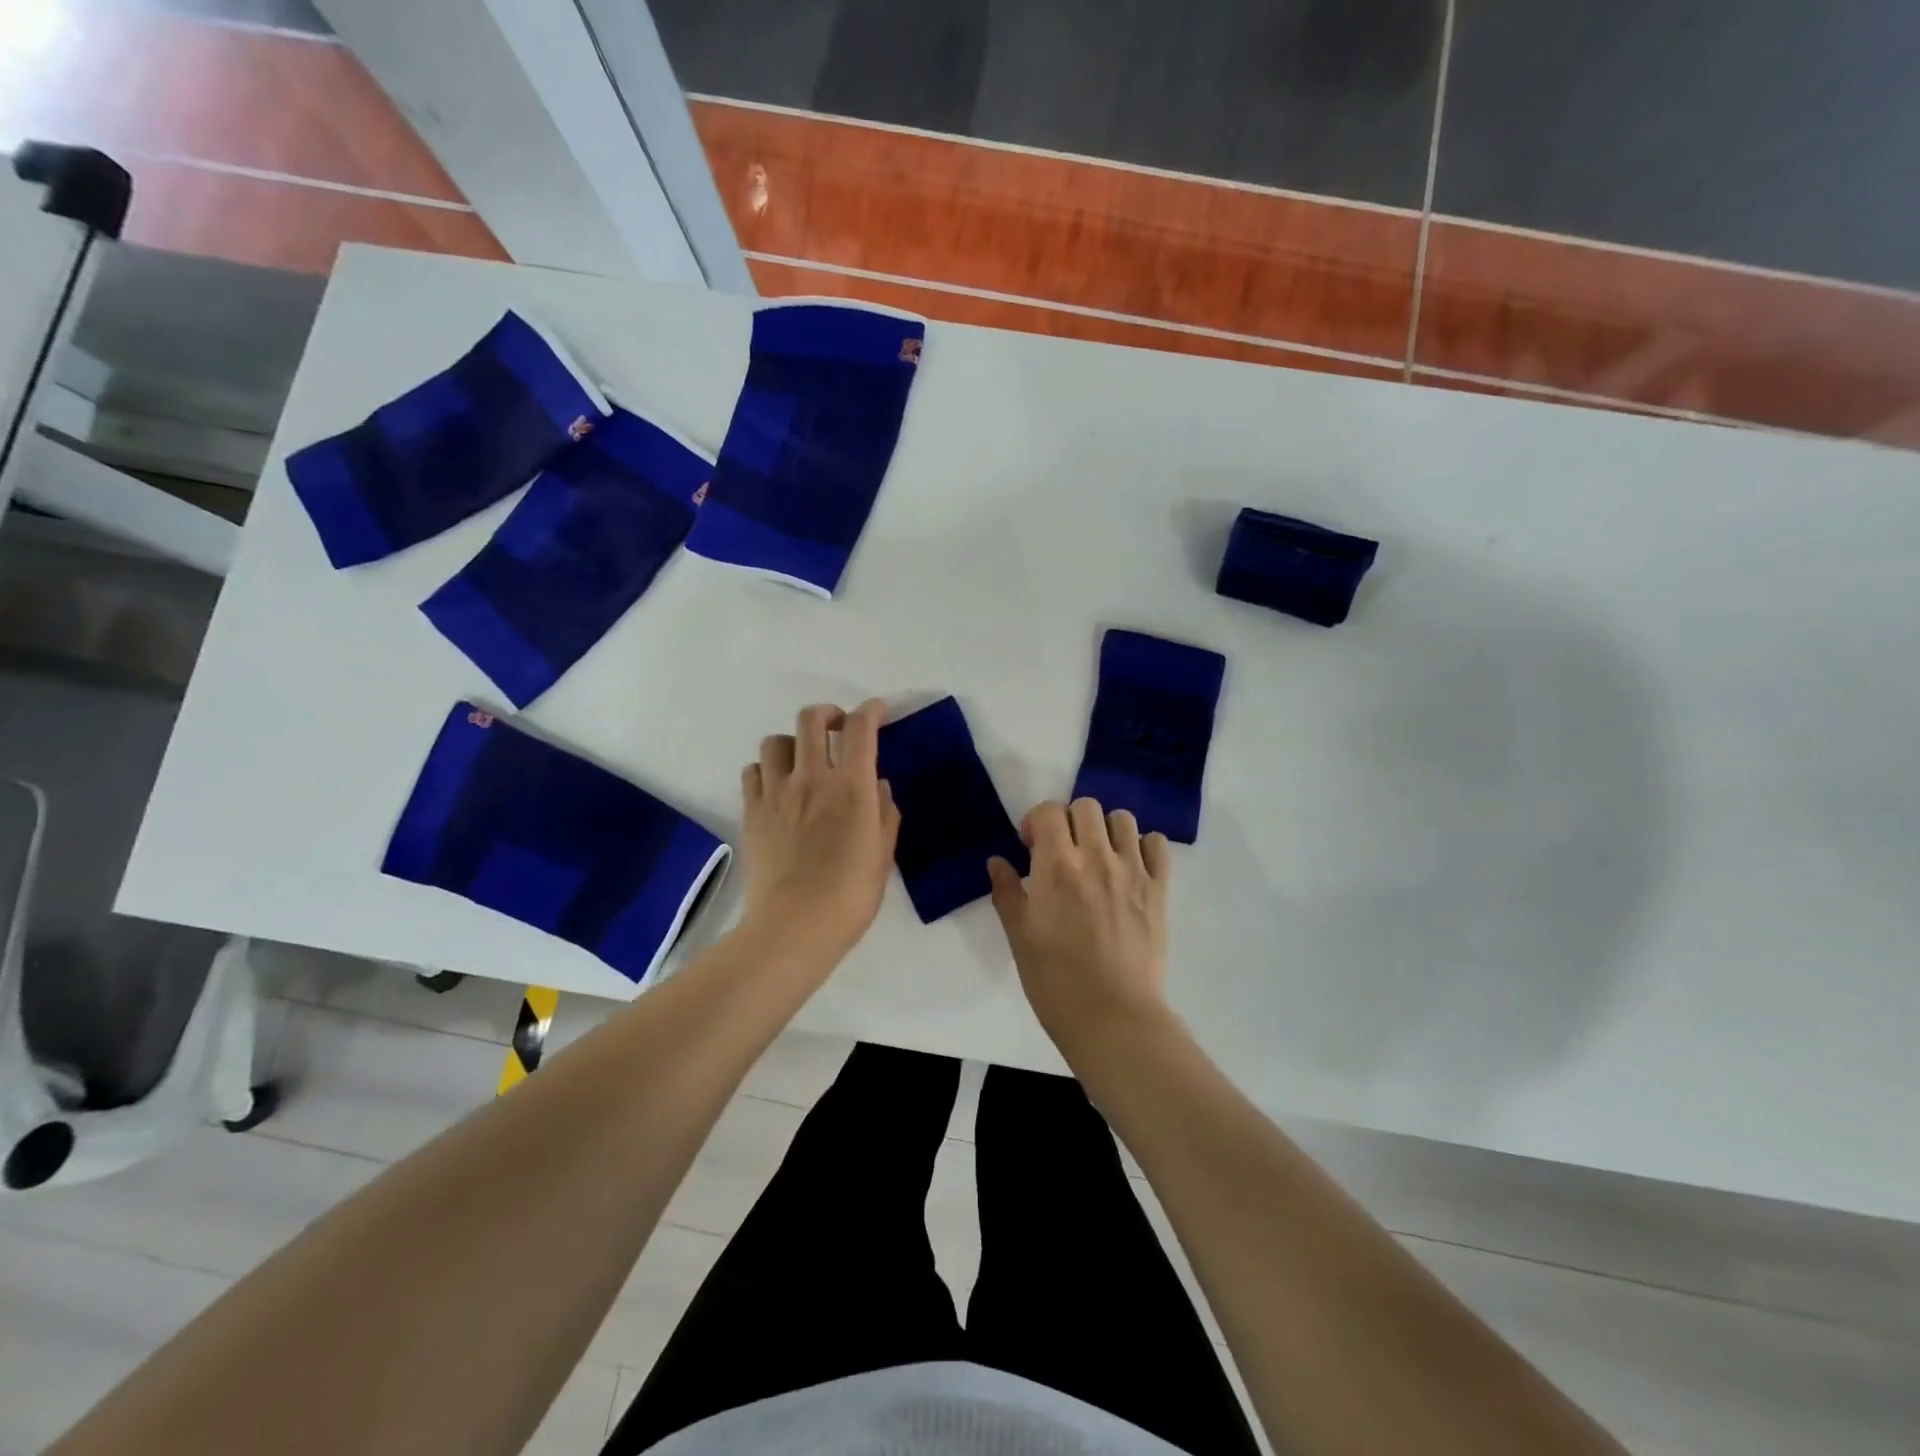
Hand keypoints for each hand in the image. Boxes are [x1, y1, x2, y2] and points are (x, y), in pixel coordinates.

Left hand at [739, 700, 899, 969]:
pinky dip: (766, 770)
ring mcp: (777, 793)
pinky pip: (752, 771)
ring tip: (802, 761)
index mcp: (851, 787)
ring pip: (776, 741)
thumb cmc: (850, 895)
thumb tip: (878, 787)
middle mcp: (812, 778)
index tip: (878, 712)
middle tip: (838, 727)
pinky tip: (777, 787)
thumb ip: (885, 814)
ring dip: (793, 742)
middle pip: (811, 719)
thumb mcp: (883, 855)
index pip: (860, 728)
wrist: (794, 926)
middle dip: (828, 713)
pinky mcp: (752, 811)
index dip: (871, 710)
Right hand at [988, 798, 1172, 1055]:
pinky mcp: (1159, 889)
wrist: (1112, 1017)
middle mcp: (1096, 857)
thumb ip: (1006, 892)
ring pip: (1123, 819)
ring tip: (1098, 856)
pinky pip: (1157, 844)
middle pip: (1086, 806)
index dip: (1036, 822)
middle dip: (1069, 820)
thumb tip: (997, 861)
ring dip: (1105, 829)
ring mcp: (1132, 871)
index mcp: (1056, 866)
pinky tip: (1129, 867)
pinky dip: (1142, 845)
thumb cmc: (1055, 980)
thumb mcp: (1019, 936)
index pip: (1048, 811)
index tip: (1031, 847)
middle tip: (1063, 851)